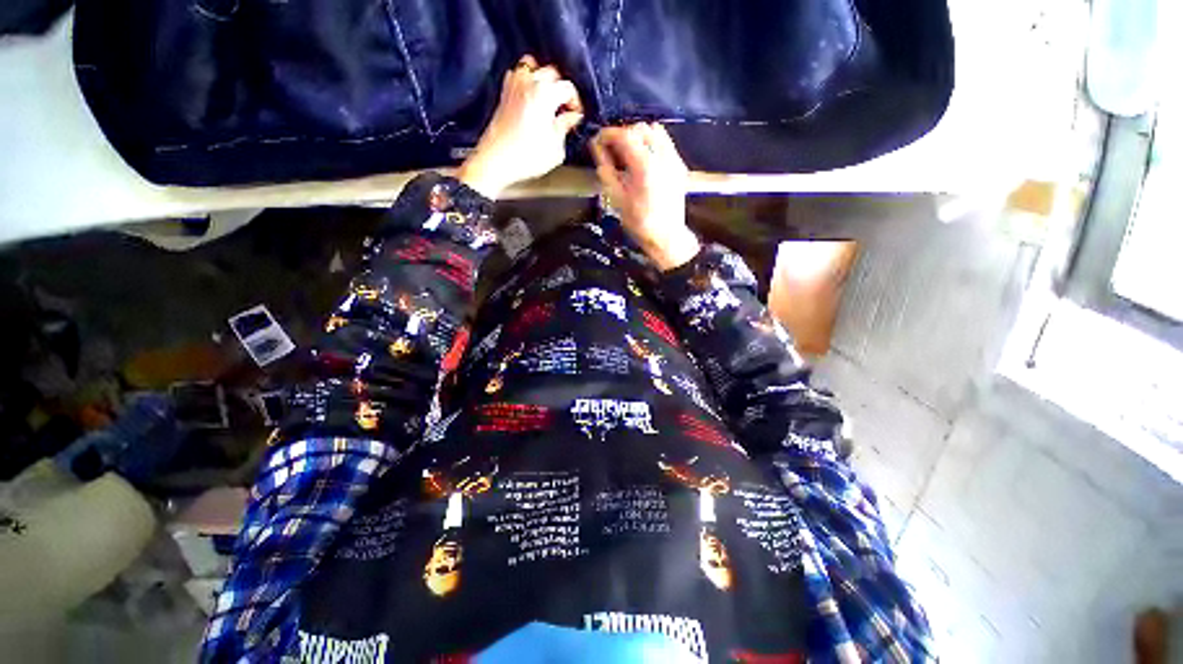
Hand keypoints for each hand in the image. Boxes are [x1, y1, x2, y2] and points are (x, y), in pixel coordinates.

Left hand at [457, 55, 583, 198]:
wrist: (497, 161)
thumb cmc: (525, 156)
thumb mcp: (556, 147)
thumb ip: (566, 127)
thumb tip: (572, 118)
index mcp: (545, 93)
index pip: (569, 88)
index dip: (577, 102)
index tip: (577, 116)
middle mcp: (528, 82)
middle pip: (552, 72)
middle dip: (562, 89)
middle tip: (566, 110)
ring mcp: (513, 86)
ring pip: (533, 67)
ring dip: (543, 80)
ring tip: (549, 100)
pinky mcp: (504, 95)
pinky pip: (518, 76)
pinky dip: (527, 82)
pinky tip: (532, 99)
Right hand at [591, 123, 698, 270]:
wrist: (667, 236)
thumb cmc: (639, 222)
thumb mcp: (617, 199)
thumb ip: (606, 169)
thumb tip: (597, 147)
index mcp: (645, 167)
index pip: (625, 135)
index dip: (608, 134)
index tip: (598, 139)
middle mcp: (662, 157)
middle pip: (639, 129)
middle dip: (622, 134)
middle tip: (610, 148)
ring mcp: (673, 159)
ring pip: (654, 131)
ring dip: (637, 136)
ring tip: (626, 152)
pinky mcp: (678, 165)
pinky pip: (664, 142)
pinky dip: (651, 142)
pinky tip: (642, 157)